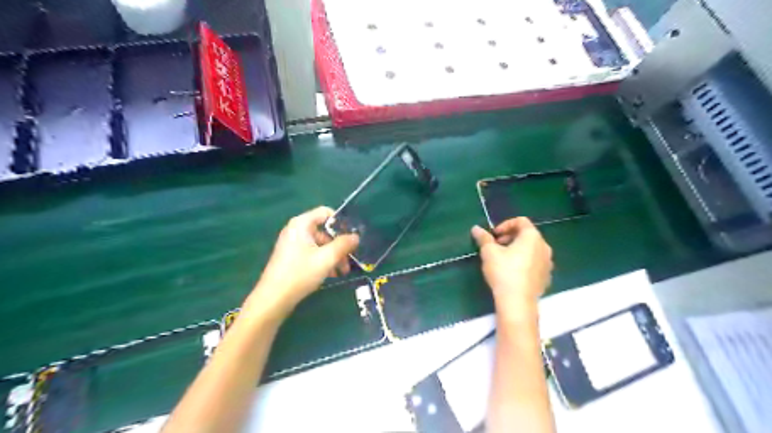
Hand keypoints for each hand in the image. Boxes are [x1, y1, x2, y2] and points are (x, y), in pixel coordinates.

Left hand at [243, 206, 358, 317]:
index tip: (352, 237)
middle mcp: (296, 230)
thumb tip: (356, 236)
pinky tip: (331, 274)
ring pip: (320, 244)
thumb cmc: (300, 274)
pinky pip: (312, 253)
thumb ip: (344, 244)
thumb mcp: (327, 258)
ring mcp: (292, 244)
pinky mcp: (291, 257)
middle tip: (350, 260)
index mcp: (301, 224)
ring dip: (333, 256)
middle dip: (339, 245)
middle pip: (324, 231)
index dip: (341, 223)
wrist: (273, 299)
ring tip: (343, 272)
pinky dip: (323, 261)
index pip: (326, 212)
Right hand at [475, 216, 551, 320]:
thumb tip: (476, 228)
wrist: (517, 302)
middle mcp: (544, 247)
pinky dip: (524, 262)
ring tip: (502, 259)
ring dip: (517, 249)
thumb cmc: (503, 272)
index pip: (521, 221)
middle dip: (510, 237)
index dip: (505, 224)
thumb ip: (483, 238)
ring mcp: (548, 263)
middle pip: (527, 235)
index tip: (494, 235)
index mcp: (532, 237)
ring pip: (531, 249)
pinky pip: (535, 263)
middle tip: (496, 246)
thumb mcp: (489, 252)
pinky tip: (512, 272)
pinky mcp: (546, 277)